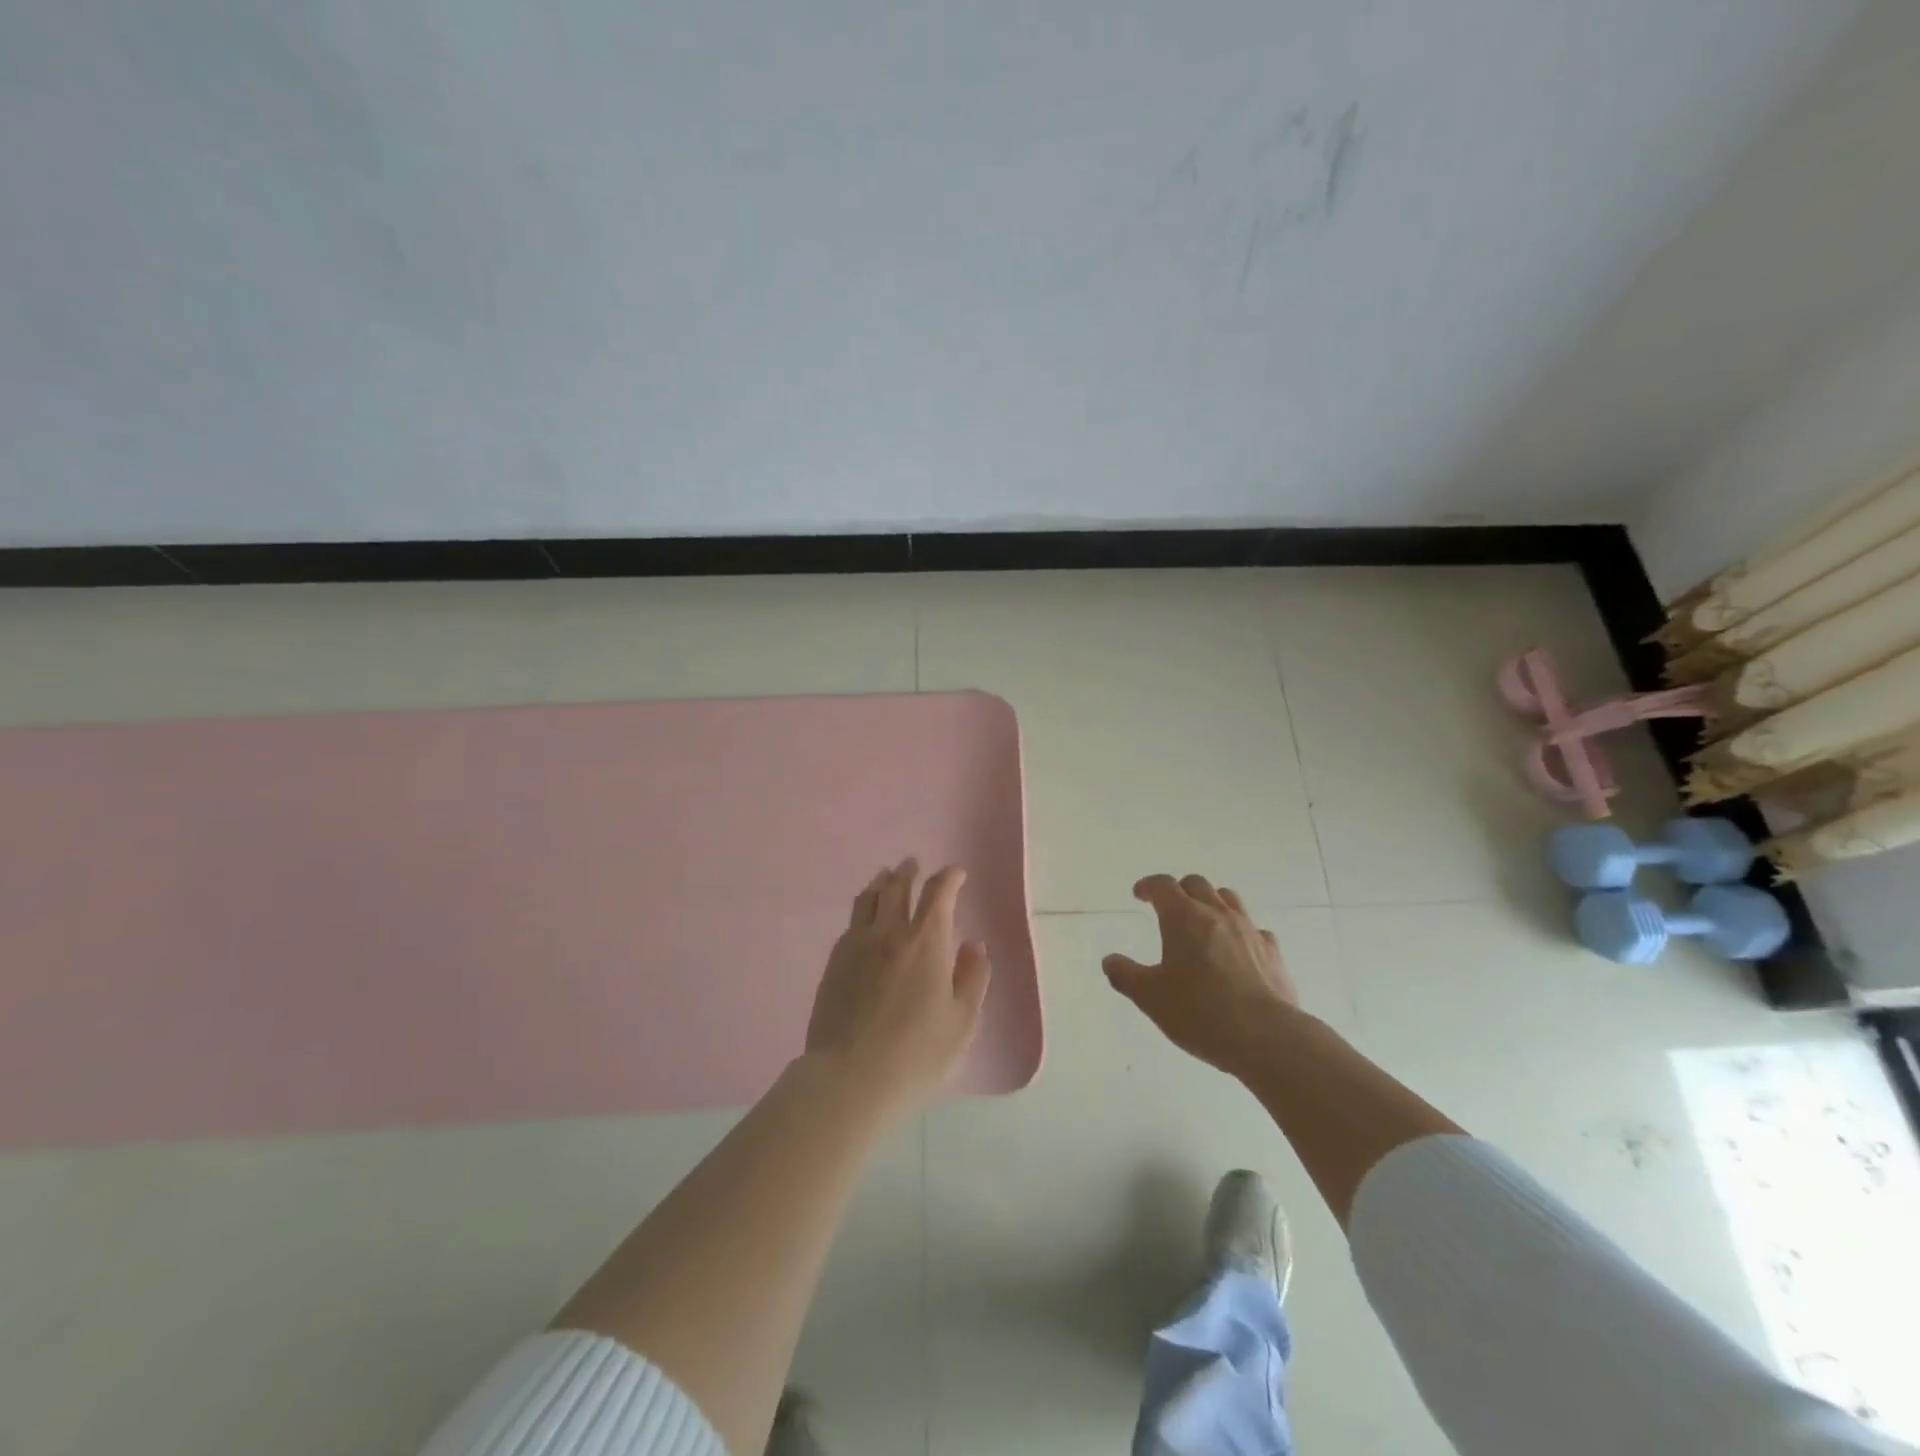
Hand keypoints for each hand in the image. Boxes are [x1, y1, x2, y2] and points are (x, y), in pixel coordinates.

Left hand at [805, 860, 991, 1119]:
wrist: (849, 1078)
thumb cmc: (916, 1054)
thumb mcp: (962, 1022)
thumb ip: (973, 977)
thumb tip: (974, 945)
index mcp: (926, 941)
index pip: (938, 893)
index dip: (949, 877)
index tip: (957, 874)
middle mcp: (890, 932)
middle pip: (898, 886)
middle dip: (909, 871)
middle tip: (914, 865)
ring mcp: (857, 944)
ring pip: (869, 898)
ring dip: (882, 882)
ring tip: (887, 877)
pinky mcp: (834, 962)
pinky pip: (851, 922)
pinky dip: (863, 909)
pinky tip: (865, 919)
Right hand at [1102, 873, 1299, 1078]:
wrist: (1265, 1037)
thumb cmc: (1199, 1012)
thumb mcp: (1150, 997)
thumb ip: (1126, 975)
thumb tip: (1110, 961)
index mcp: (1183, 918)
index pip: (1163, 886)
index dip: (1148, 886)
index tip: (1140, 894)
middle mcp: (1217, 914)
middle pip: (1197, 884)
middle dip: (1180, 890)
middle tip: (1169, 907)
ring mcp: (1249, 930)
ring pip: (1229, 899)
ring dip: (1212, 902)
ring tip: (1204, 921)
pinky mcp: (1273, 952)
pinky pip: (1255, 929)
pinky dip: (1241, 932)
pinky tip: (1238, 951)